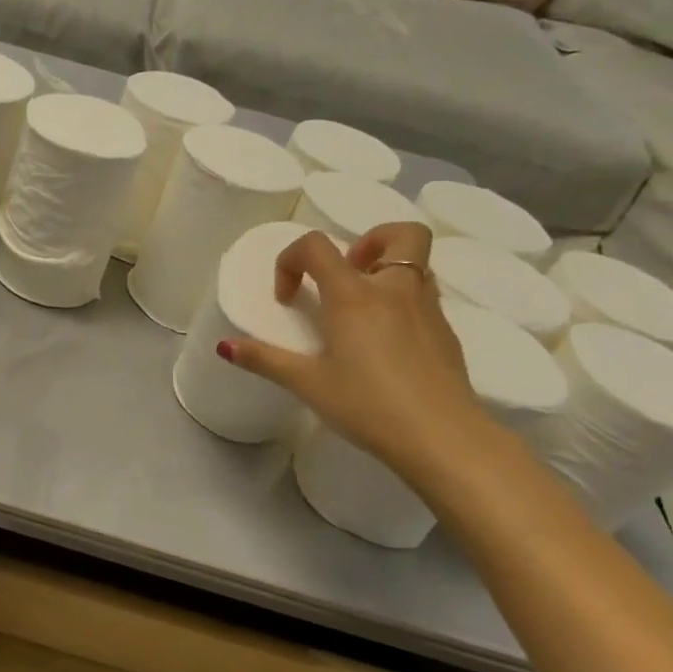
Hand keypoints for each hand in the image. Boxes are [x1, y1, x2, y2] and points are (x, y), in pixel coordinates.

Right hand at [219, 222, 488, 476]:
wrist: (443, 438)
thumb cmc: (367, 405)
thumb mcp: (307, 384)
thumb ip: (264, 360)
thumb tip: (224, 346)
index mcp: (353, 296)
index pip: (316, 246)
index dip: (290, 261)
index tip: (287, 298)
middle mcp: (395, 290)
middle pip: (399, 233)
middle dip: (369, 241)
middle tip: (346, 275)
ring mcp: (428, 309)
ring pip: (418, 264)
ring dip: (388, 271)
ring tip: (363, 308)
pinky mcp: (448, 333)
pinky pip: (425, 297)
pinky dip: (402, 303)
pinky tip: (386, 343)